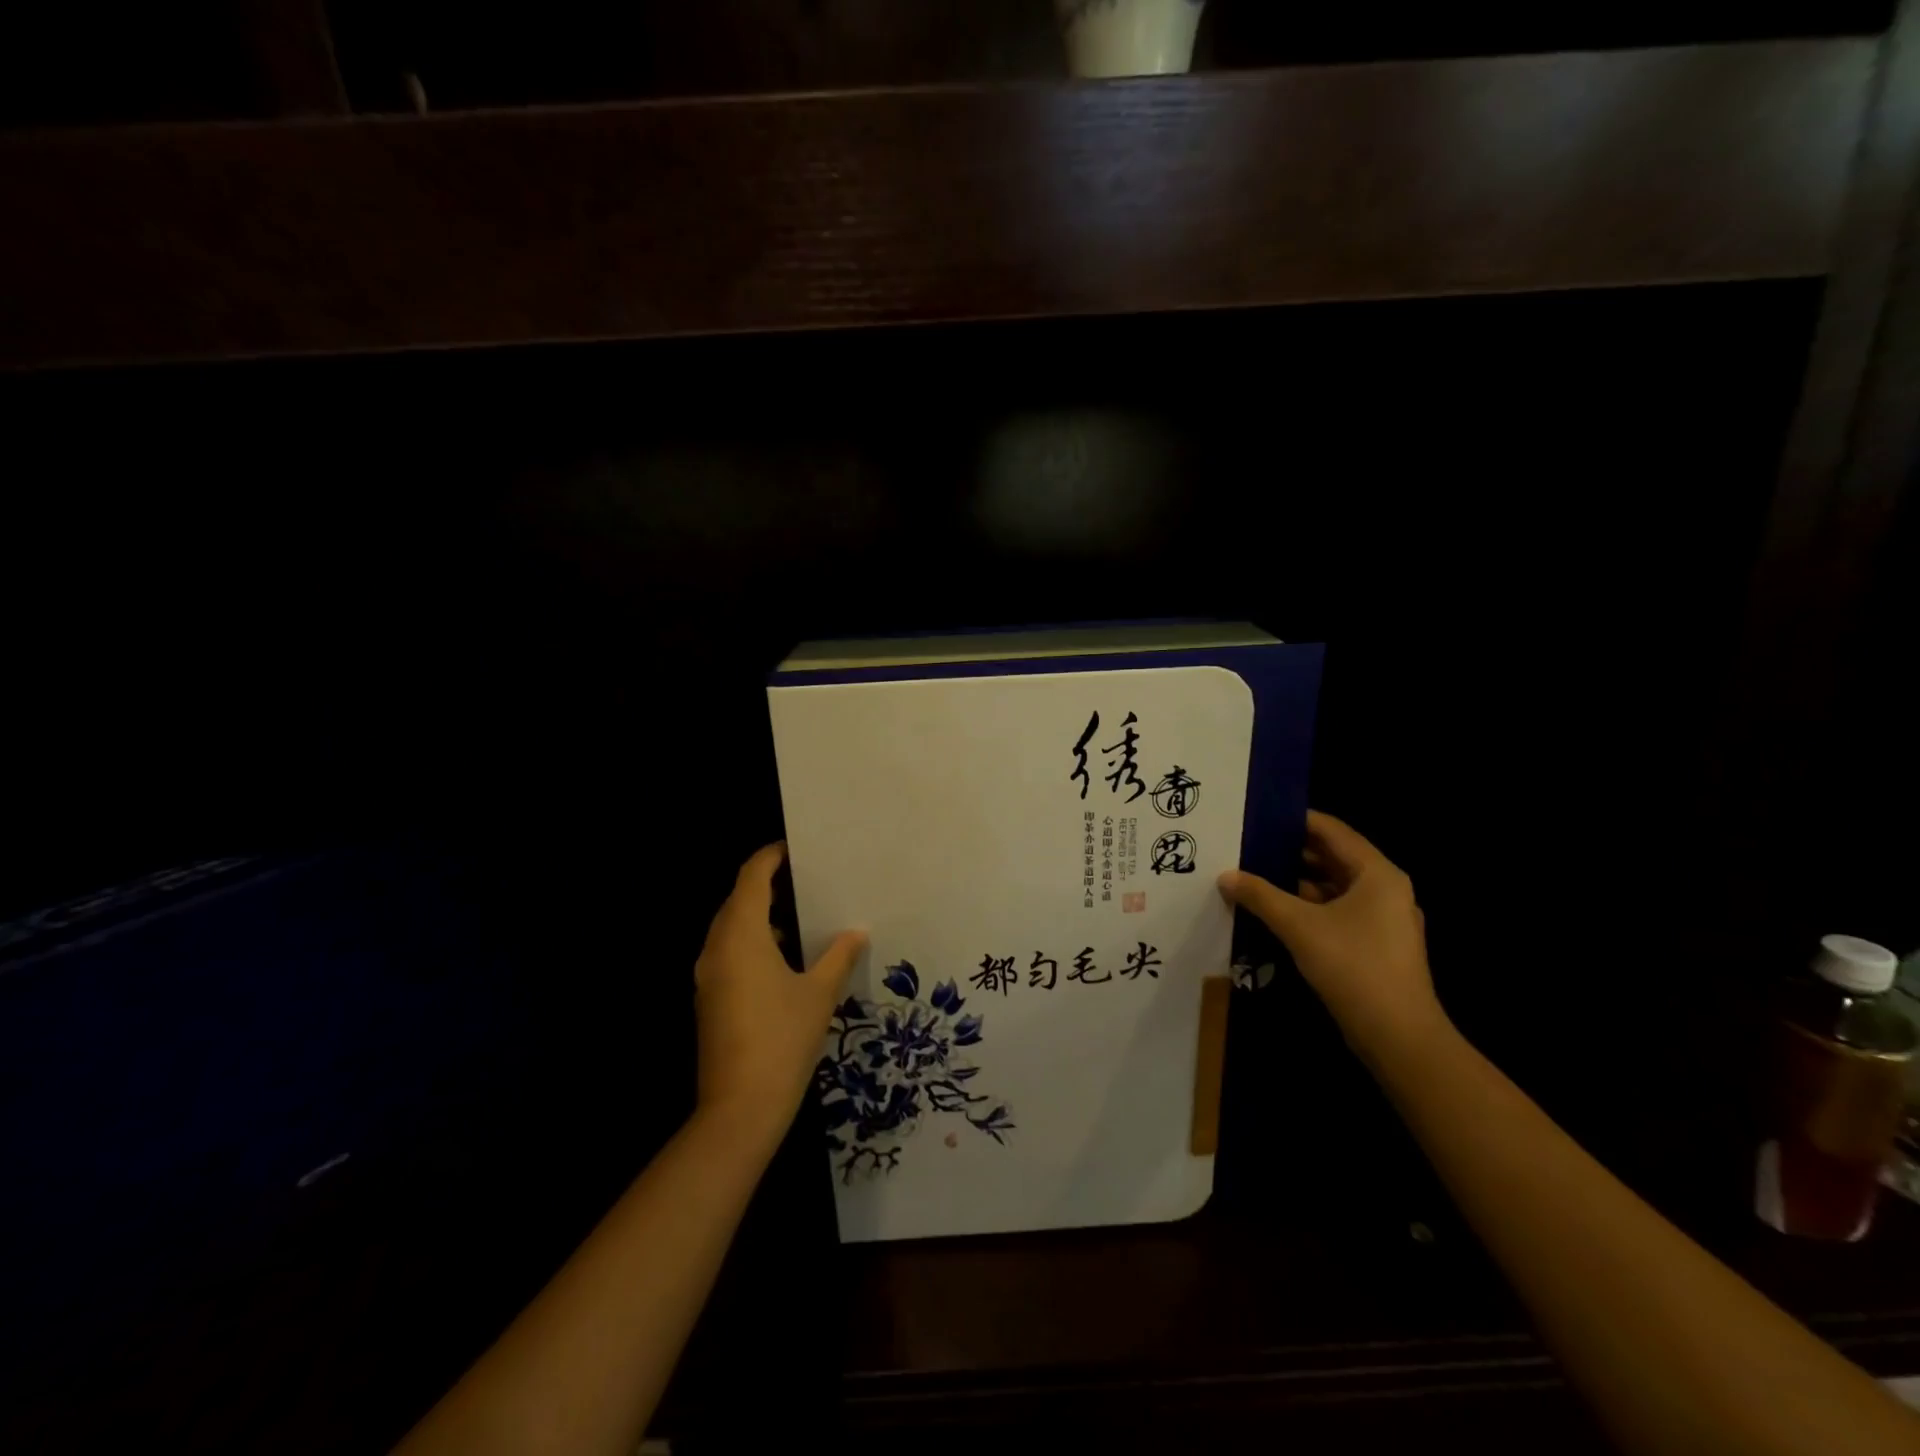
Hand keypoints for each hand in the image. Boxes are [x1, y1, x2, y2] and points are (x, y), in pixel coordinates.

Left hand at [693, 844, 866, 1146]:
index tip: (794, 848)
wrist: (740, 1108)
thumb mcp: (819, 994)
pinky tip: (782, 955)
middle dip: (765, 884)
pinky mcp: (710, 998)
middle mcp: (717, 948)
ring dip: (758, 914)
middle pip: (737, 900)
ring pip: (730, 928)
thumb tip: (856, 931)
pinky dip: (751, 941)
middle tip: (804, 878)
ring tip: (798, 911)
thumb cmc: (783, 1039)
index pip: (751, 878)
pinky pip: (728, 952)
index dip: (769, 858)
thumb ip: (838, 956)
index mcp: (741, 936)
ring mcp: (709, 975)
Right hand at [1219, 811, 1445, 1064]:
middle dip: (1291, 852)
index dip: (1297, 820)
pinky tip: (1275, 912)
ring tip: (1254, 875)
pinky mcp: (1375, 946)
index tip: (1260, 814)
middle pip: (1333, 858)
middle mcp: (1385, 890)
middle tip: (1249, 844)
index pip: (1333, 831)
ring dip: (1297, 882)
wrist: (1399, 1036)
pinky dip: (1308, 908)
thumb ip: (1260, 895)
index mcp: (1377, 874)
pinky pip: (1337, 913)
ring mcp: (1383, 920)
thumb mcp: (1298, 925)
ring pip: (1334, 888)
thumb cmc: (1353, 966)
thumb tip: (1226, 875)